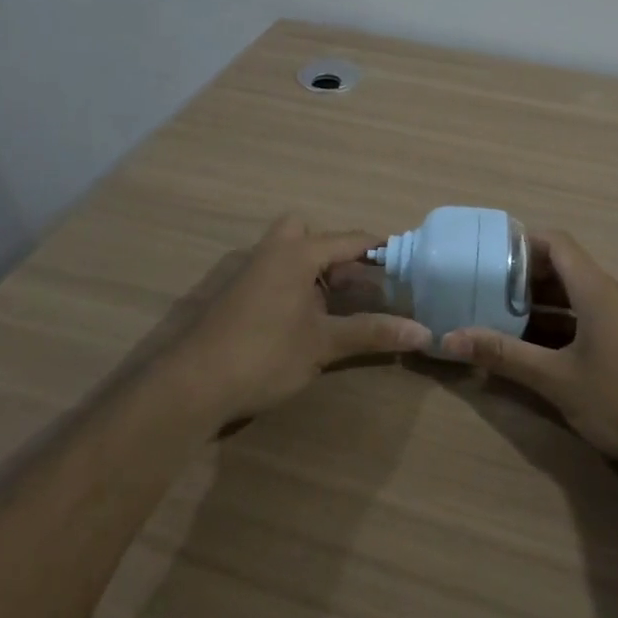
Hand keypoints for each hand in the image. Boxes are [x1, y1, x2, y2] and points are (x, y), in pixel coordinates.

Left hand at [171, 215, 429, 426]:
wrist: (193, 383)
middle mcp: (274, 250)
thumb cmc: (264, 354)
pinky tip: (304, 319)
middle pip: (311, 234)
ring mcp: (251, 270)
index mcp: (298, 252)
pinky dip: (296, 284)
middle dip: (335, 253)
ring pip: (290, 253)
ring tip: (337, 305)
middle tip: (356, 284)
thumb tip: (424, 332)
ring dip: (315, 271)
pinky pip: (276, 272)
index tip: (406, 262)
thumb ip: (372, 333)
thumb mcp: (324, 344)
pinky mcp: (237, 292)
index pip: (350, 239)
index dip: (380, 250)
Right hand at [439, 231, 617, 475]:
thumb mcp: (558, 380)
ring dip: (540, 308)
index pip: (555, 242)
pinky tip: (538, 355)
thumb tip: (450, 338)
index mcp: (594, 289)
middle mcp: (610, 296)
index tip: (487, 258)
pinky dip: (560, 330)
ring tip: (500, 323)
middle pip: (563, 269)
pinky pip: (587, 323)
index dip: (521, 244)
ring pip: (574, 300)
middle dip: (523, 280)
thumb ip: (506, 356)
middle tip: (485, 294)